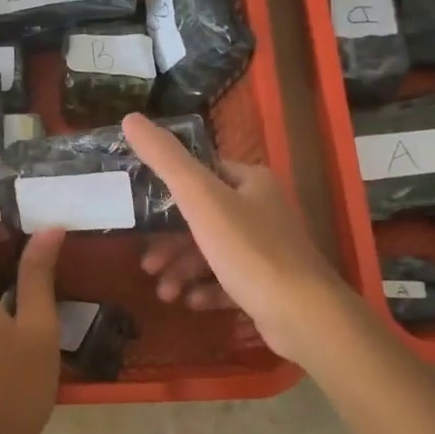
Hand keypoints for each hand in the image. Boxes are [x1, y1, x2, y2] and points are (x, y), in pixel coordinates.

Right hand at [123, 113, 361, 366]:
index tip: (140, 214)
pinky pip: (228, 281)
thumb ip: (166, 160)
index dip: (168, 192)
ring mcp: (268, 249)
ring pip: (212, 253)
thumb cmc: (249, 250)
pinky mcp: (269, 284)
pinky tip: (191, 304)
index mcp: (251, 182)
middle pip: (203, 219)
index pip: (202, 173)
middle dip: (170, 244)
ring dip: (183, 271)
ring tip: (165, 294)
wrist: (303, 315)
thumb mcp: (201, 199)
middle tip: (147, 265)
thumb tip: (130, 118)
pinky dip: (206, 290)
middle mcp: (262, 209)